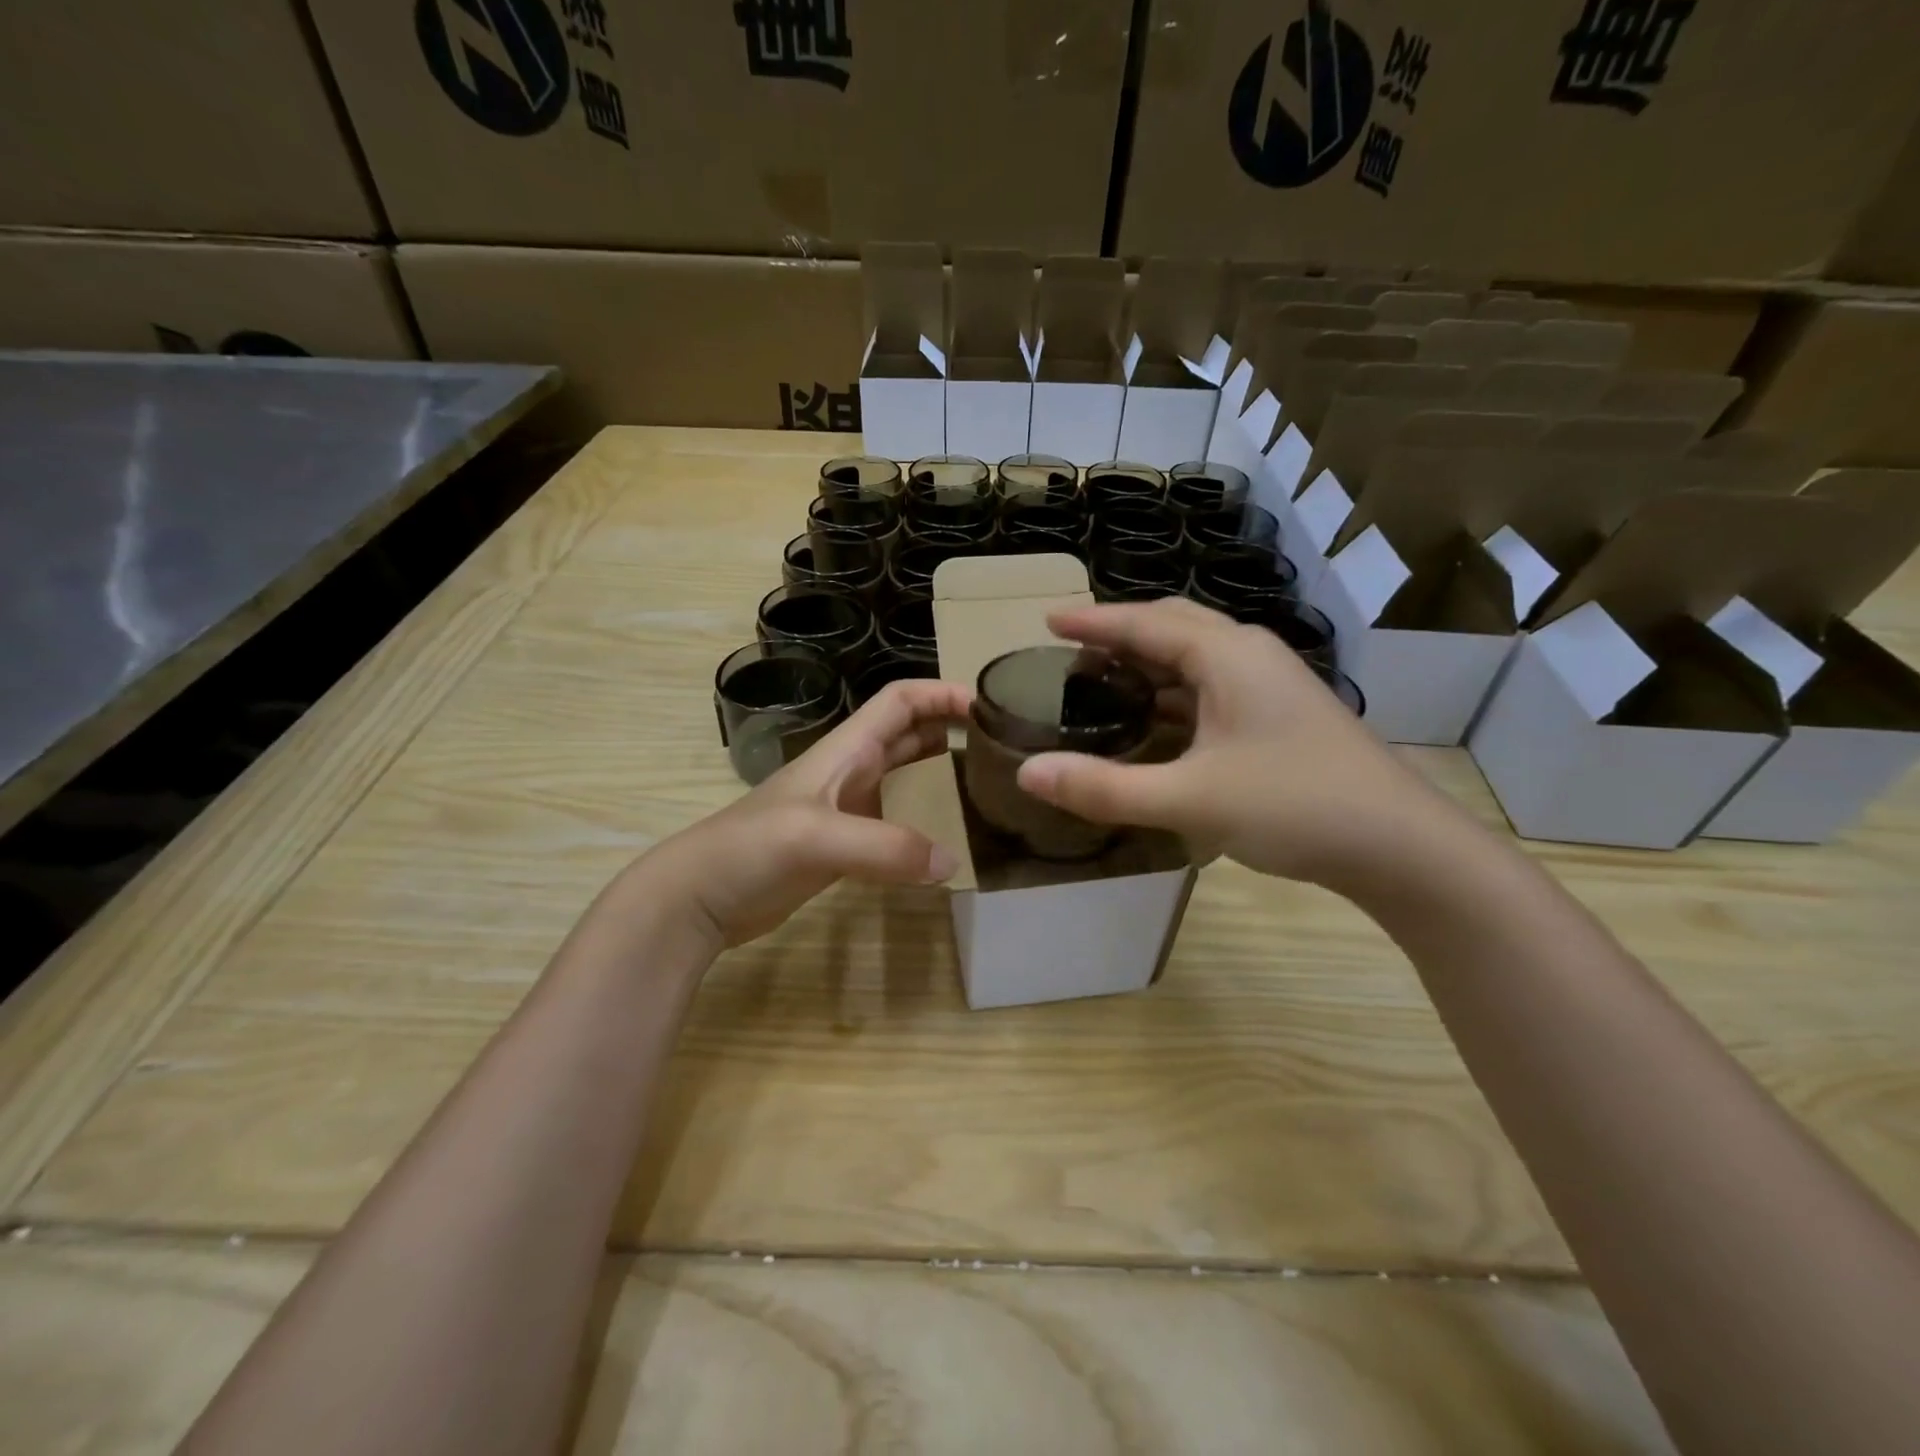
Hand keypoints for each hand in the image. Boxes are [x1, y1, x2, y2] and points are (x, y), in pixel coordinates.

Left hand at [632, 678, 970, 950]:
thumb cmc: (751, 848)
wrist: (700, 896)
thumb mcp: (818, 838)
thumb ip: (885, 848)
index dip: (942, 693)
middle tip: (1000, 747)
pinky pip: (896, 824)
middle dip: (951, 729)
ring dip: (941, 775)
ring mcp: (847, 809)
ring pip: (906, 778)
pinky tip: (949, 844)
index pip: (900, 701)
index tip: (987, 705)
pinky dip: (926, 824)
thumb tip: (951, 863)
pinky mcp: (845, 846)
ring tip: (987, 789)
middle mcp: (851, 771)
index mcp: (845, 750)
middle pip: (909, 734)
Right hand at [1016, 598, 1461, 891]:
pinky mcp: (1281, 716)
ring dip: (1149, 663)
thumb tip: (1028, 774)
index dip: (1093, 621)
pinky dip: (1175, 693)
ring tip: (1102, 680)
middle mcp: (1250, 656)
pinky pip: (1213, 687)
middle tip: (1072, 650)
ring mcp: (1271, 685)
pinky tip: (1157, 721)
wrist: (1400, 846)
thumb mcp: (1189, 799)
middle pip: (1173, 627)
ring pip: (1196, 658)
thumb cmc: (1294, 806)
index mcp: (1226, 655)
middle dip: (1120, 634)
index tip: (1049, 619)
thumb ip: (1104, 788)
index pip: (1145, 623)